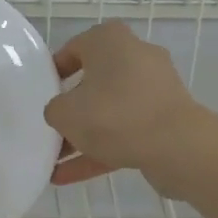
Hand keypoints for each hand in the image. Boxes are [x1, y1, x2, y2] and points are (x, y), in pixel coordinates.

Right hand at [45, 21, 213, 191]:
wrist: (176, 146)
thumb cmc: (114, 115)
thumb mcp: (65, 112)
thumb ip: (55, 110)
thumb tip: (63, 113)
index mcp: (111, 40)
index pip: (74, 49)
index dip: (53, 73)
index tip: (40, 95)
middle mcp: (135, 57)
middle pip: (93, 82)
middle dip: (71, 109)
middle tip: (49, 128)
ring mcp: (154, 89)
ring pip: (109, 111)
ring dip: (83, 136)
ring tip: (54, 162)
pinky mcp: (164, 119)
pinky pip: (125, 131)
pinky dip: (100, 150)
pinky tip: (69, 176)